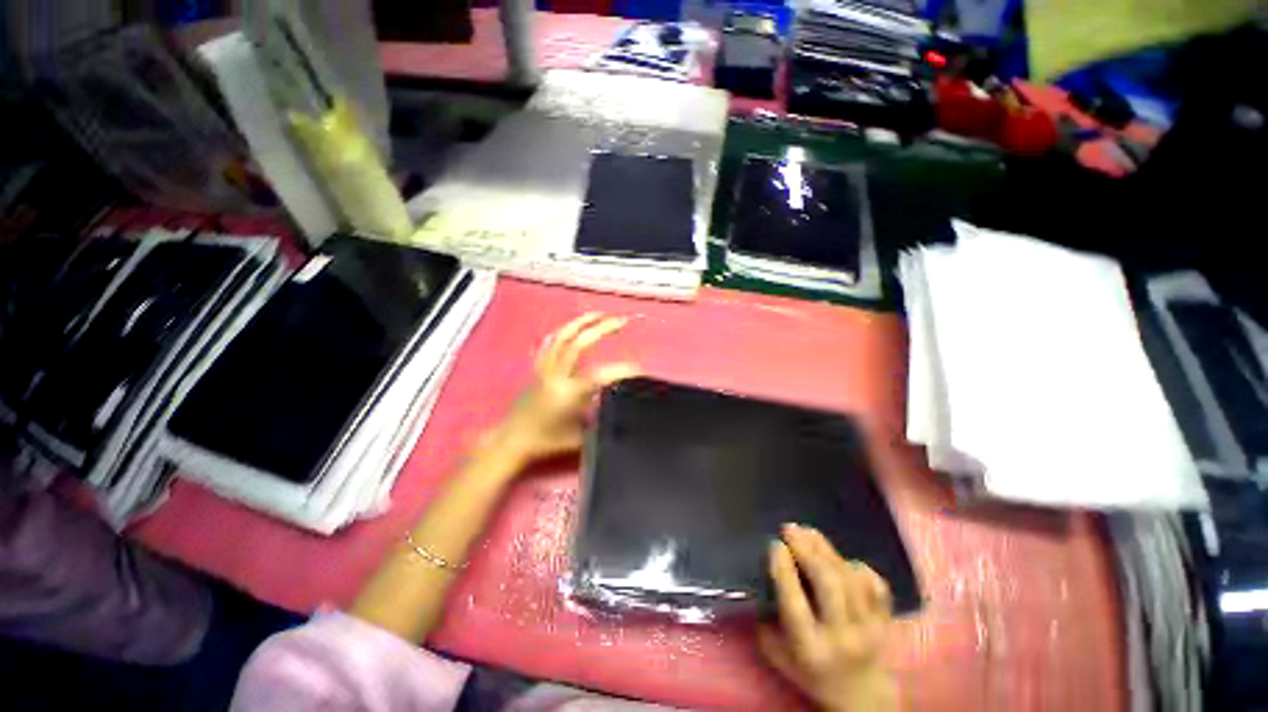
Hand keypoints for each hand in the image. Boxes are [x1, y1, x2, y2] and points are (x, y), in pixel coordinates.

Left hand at [487, 313, 638, 464]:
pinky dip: (562, 332)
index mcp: (567, 393)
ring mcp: (544, 368)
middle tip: (622, 321)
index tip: (639, 369)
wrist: (512, 441)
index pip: (600, 375)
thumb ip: (601, 418)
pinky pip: (549, 344)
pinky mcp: (537, 368)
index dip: (622, 370)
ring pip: (562, 337)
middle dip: (602, 328)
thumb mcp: (581, 436)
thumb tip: (620, 404)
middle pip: (579, 343)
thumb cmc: (547, 442)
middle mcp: (556, 375)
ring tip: (600, 314)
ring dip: (582, 322)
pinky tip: (572, 327)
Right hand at [760, 524, 896, 711]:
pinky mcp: (886, 622)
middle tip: (790, 529)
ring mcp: (869, 629)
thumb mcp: (778, 655)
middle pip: (828, 584)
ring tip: (809, 532)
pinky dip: (858, 567)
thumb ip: (766, 620)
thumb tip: (762, 577)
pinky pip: (875, 585)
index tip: (775, 544)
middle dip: (807, 550)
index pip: (794, 601)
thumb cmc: (811, 674)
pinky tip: (841, 559)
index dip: (784, 568)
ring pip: (849, 579)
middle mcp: (842, 637)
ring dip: (827, 550)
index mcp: (810, 648)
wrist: (861, 697)